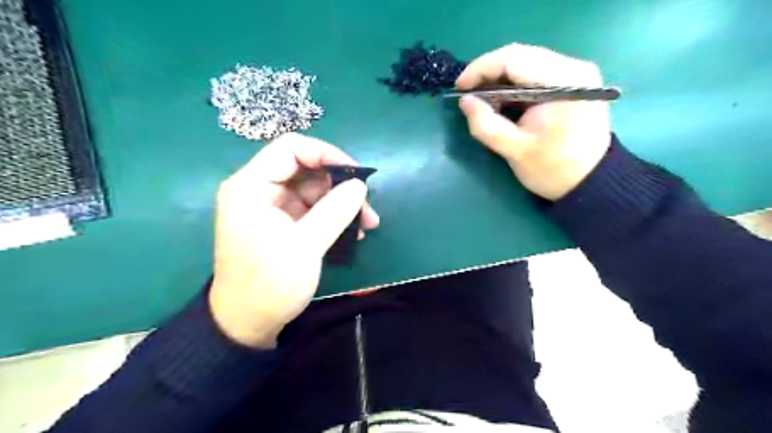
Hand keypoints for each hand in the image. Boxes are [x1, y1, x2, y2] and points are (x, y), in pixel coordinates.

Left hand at [210, 134, 381, 348]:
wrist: (248, 324)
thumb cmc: (269, 284)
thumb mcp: (305, 246)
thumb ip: (334, 211)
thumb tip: (360, 185)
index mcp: (251, 187)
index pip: (291, 149)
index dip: (326, 154)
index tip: (355, 174)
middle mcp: (260, 190)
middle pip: (306, 169)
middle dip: (340, 184)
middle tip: (366, 205)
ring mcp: (272, 207)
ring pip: (314, 190)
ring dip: (342, 203)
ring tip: (367, 223)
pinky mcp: (283, 223)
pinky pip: (313, 209)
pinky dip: (333, 216)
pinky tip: (353, 232)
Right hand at [453, 43, 612, 199]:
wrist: (590, 182)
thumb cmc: (553, 169)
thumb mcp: (515, 150)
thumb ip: (486, 125)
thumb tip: (465, 101)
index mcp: (563, 83)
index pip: (514, 59)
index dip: (481, 69)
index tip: (459, 88)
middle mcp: (574, 68)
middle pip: (521, 56)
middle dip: (489, 73)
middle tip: (468, 94)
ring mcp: (576, 73)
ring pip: (527, 62)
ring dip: (500, 79)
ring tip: (483, 101)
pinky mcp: (573, 82)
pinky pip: (536, 73)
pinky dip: (514, 84)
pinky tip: (503, 101)